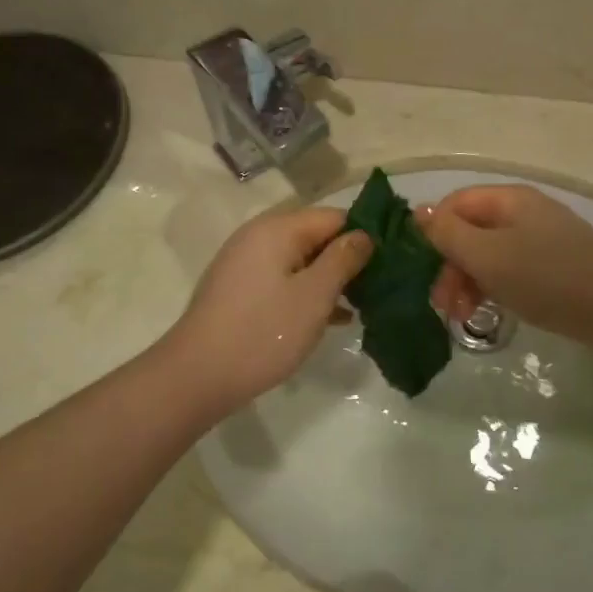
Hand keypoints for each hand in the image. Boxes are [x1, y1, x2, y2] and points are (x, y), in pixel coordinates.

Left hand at [160, 207, 372, 415]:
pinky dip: (308, 293)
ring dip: (331, 280)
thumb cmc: (263, 332)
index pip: (335, 216)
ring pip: (301, 262)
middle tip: (383, 287)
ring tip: (365, 305)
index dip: (366, 235)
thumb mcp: (314, 295)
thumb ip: (343, 259)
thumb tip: (364, 235)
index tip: (395, 260)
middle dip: (349, 259)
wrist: (197, 375)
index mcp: (278, 229)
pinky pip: (284, 280)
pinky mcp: (240, 291)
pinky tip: (333, 318)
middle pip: (317, 237)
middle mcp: (259, 236)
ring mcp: (246, 264)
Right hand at [421, 185, 592, 340]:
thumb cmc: (545, 277)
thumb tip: (418, 212)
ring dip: (466, 281)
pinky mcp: (551, 266)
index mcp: (508, 199)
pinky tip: (487, 312)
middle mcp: (523, 212)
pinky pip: (508, 269)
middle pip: (469, 230)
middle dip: (449, 265)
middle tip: (442, 304)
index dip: (432, 233)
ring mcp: (540, 239)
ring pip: (487, 253)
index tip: (421, 270)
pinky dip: (491, 287)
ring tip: (462, 317)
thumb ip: (447, 233)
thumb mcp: (486, 255)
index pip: (453, 204)